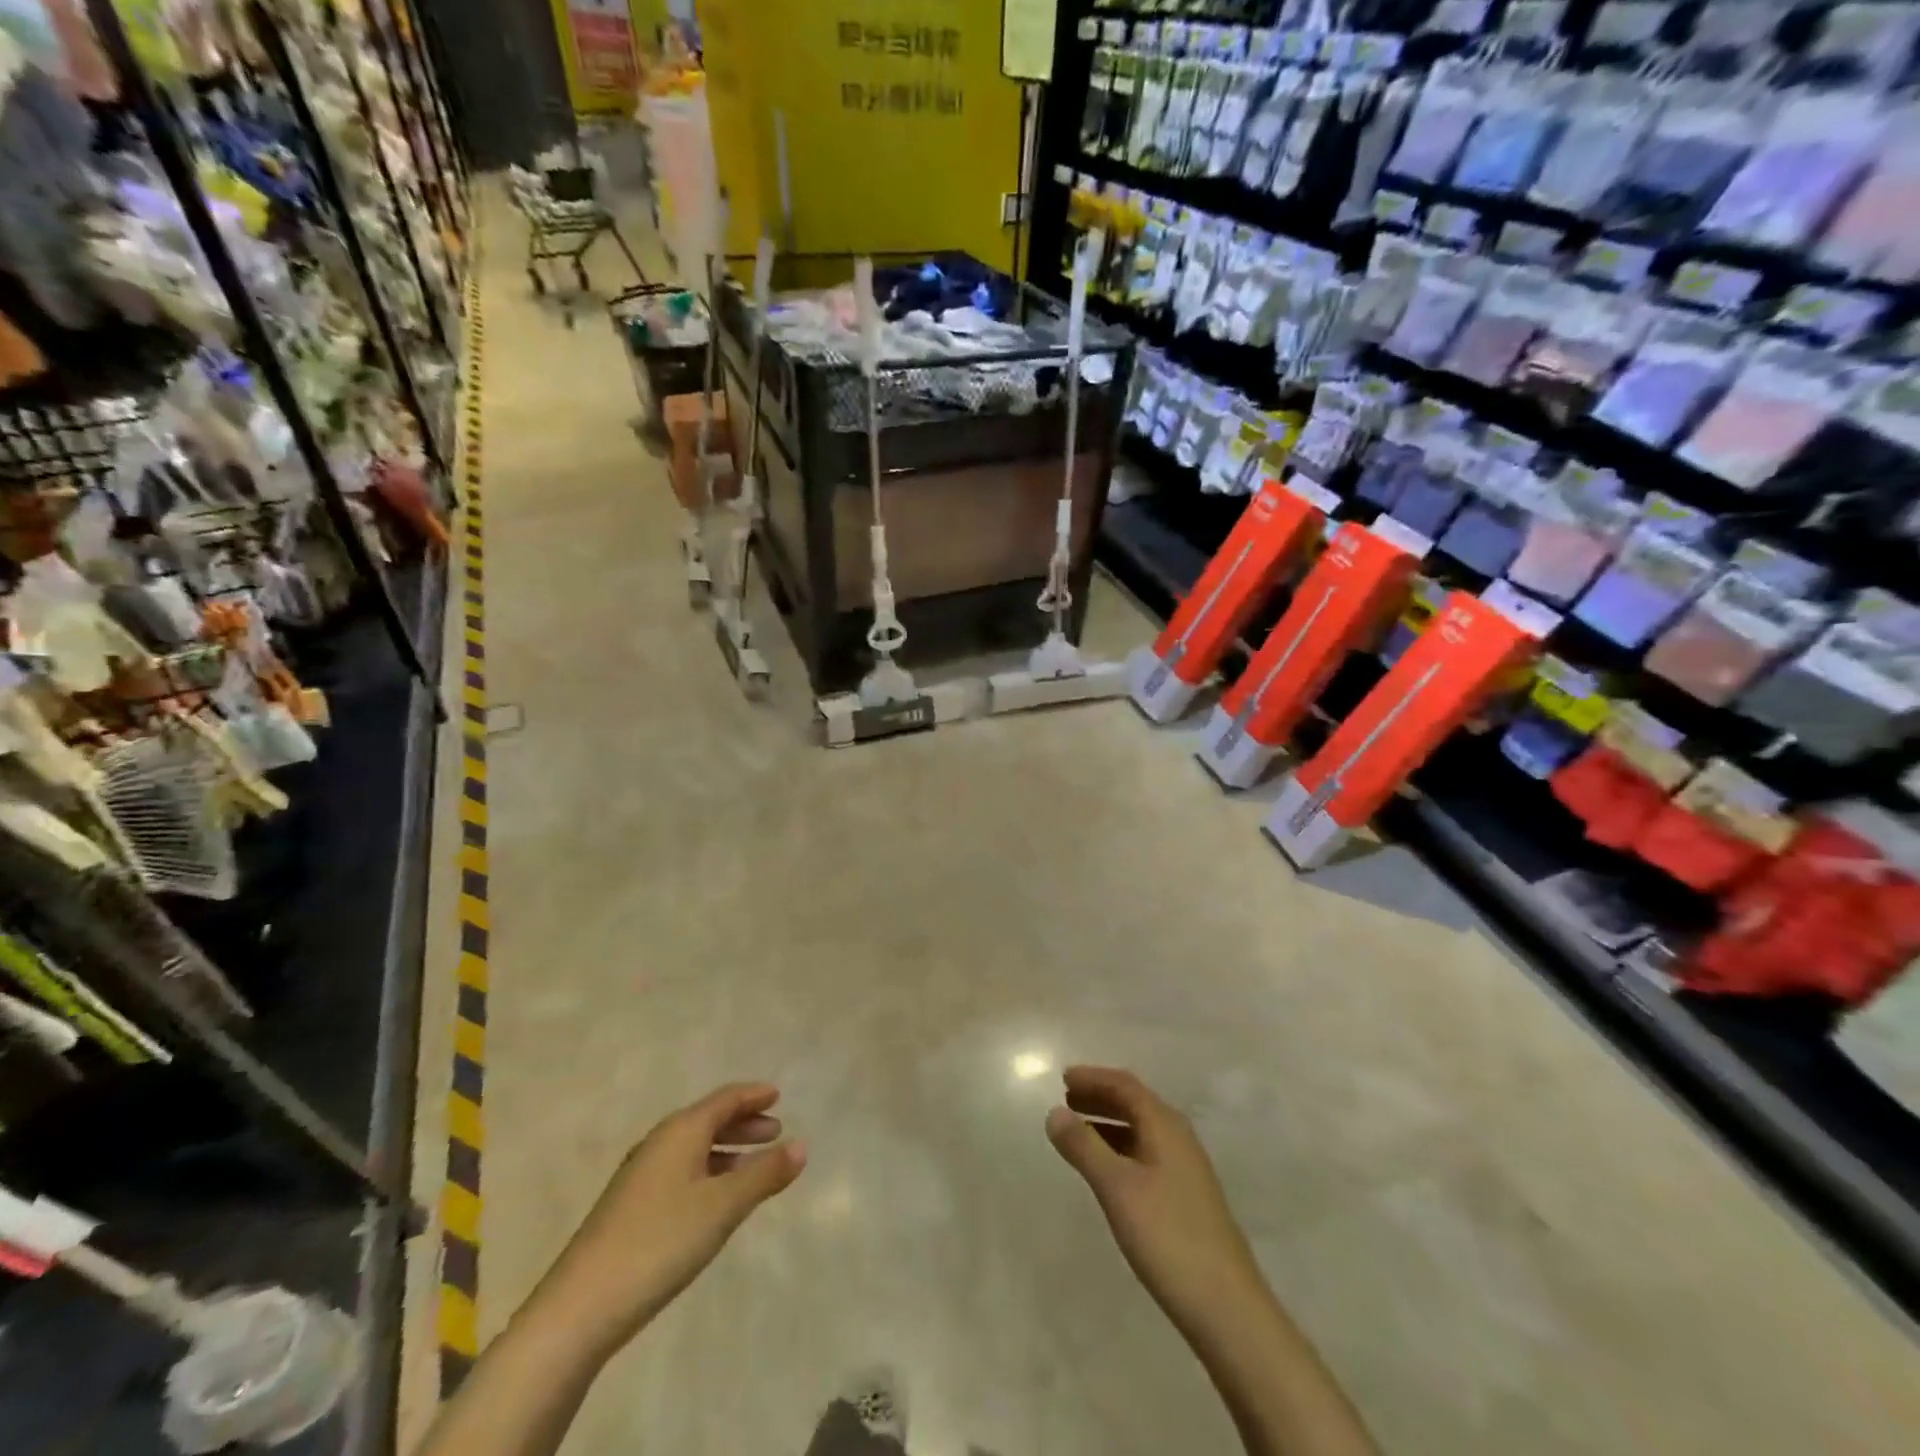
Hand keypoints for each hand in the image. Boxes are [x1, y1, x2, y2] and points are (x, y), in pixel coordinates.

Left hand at [540, 1083, 805, 1353]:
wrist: (580, 1308)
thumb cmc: (660, 1242)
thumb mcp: (722, 1207)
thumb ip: (764, 1175)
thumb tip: (802, 1145)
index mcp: (681, 1131)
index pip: (724, 1099)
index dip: (753, 1095)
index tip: (778, 1095)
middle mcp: (659, 1143)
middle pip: (708, 1120)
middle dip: (743, 1122)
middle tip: (775, 1130)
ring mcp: (640, 1176)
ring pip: (693, 1148)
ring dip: (727, 1150)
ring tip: (753, 1166)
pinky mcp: (630, 1208)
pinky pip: (681, 1171)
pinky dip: (708, 1172)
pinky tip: (715, 1199)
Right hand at [1046, 1067, 1272, 1347]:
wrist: (1226, 1306)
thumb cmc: (1167, 1236)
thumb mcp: (1117, 1188)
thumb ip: (1084, 1147)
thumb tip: (1054, 1111)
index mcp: (1165, 1126)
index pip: (1125, 1085)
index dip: (1094, 1078)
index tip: (1063, 1078)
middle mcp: (1178, 1138)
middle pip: (1135, 1103)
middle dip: (1100, 1097)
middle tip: (1066, 1099)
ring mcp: (1185, 1169)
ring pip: (1141, 1130)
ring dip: (1109, 1123)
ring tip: (1077, 1130)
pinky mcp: (1186, 1197)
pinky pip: (1146, 1153)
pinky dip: (1120, 1148)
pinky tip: (1107, 1170)